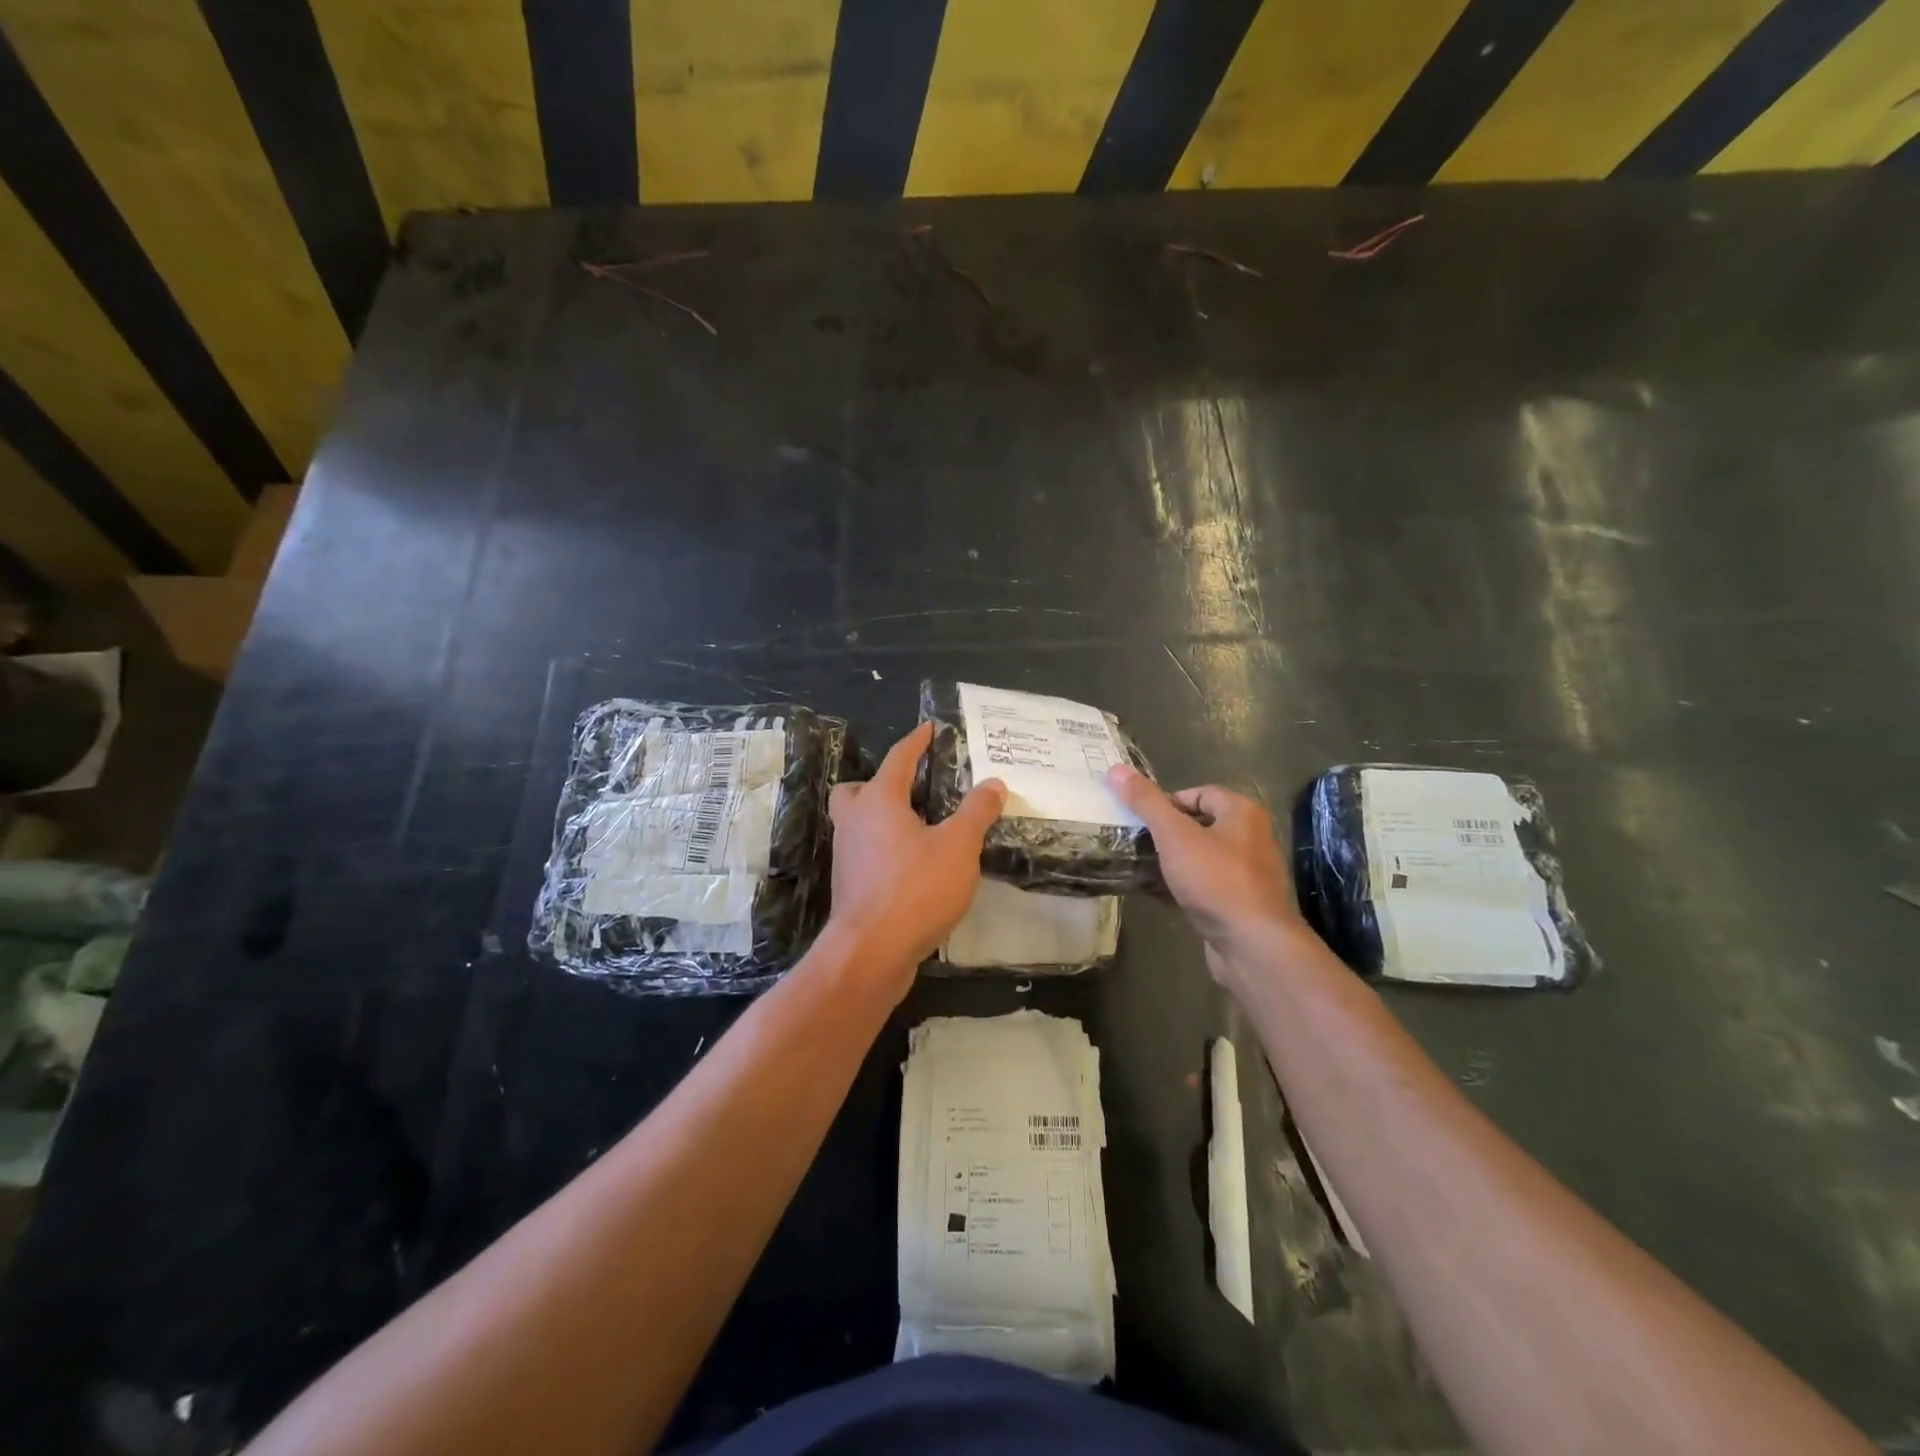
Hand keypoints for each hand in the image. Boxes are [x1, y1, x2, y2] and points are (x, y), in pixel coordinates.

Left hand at [825, 722, 1006, 996]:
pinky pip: (864, 854)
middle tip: (910, 791)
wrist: (872, 952)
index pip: (898, 759)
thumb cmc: (915, 889)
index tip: (929, 728)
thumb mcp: (958, 847)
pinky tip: (912, 866)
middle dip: (879, 784)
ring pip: (857, 824)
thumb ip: (976, 812)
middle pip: (856, 791)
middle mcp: (855, 822)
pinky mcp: (850, 887)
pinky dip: (883, 849)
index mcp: (879, 801)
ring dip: (881, 819)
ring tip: (919, 828)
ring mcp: (847, 856)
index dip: (916, 741)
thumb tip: (993, 783)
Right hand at [1104, 765, 1306, 978]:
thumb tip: (1116, 769)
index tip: (1141, 820)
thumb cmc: (1216, 880)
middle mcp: (1251, 838)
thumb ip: (1146, 803)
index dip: (1168, 802)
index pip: (1200, 793)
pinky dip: (1183, 887)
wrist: (1252, 945)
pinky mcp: (1240, 904)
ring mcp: (1248, 874)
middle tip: (1138, 842)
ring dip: (1173, 861)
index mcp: (1242, 813)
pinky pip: (1206, 885)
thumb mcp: (1174, 836)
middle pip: (1200, 824)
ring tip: (1142, 867)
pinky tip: (1159, 894)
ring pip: (1202, 857)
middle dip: (1168, 833)